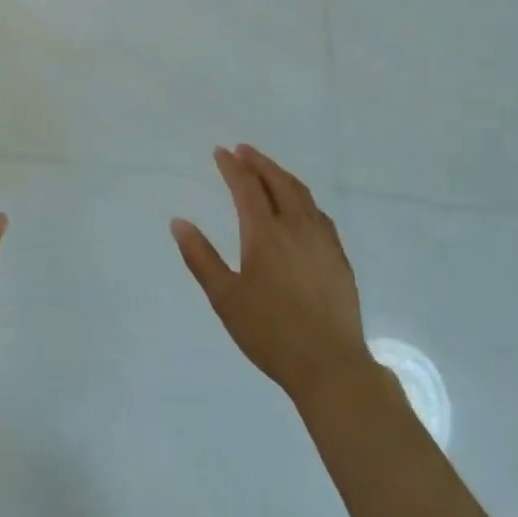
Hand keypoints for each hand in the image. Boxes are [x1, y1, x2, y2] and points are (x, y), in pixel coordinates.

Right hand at [173, 145, 373, 405]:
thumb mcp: (225, 297)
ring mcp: (322, 240)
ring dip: (282, 175)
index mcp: (265, 233)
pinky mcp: (339, 257)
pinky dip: (303, 198)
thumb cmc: (270, 332)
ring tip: (268, 170)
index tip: (220, 152)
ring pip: (302, 194)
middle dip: (258, 162)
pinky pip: (318, 213)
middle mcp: (296, 226)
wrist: (330, 365)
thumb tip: (178, 222)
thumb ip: (200, 257)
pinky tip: (301, 208)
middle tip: (243, 150)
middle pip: (278, 181)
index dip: (232, 166)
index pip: (246, 186)